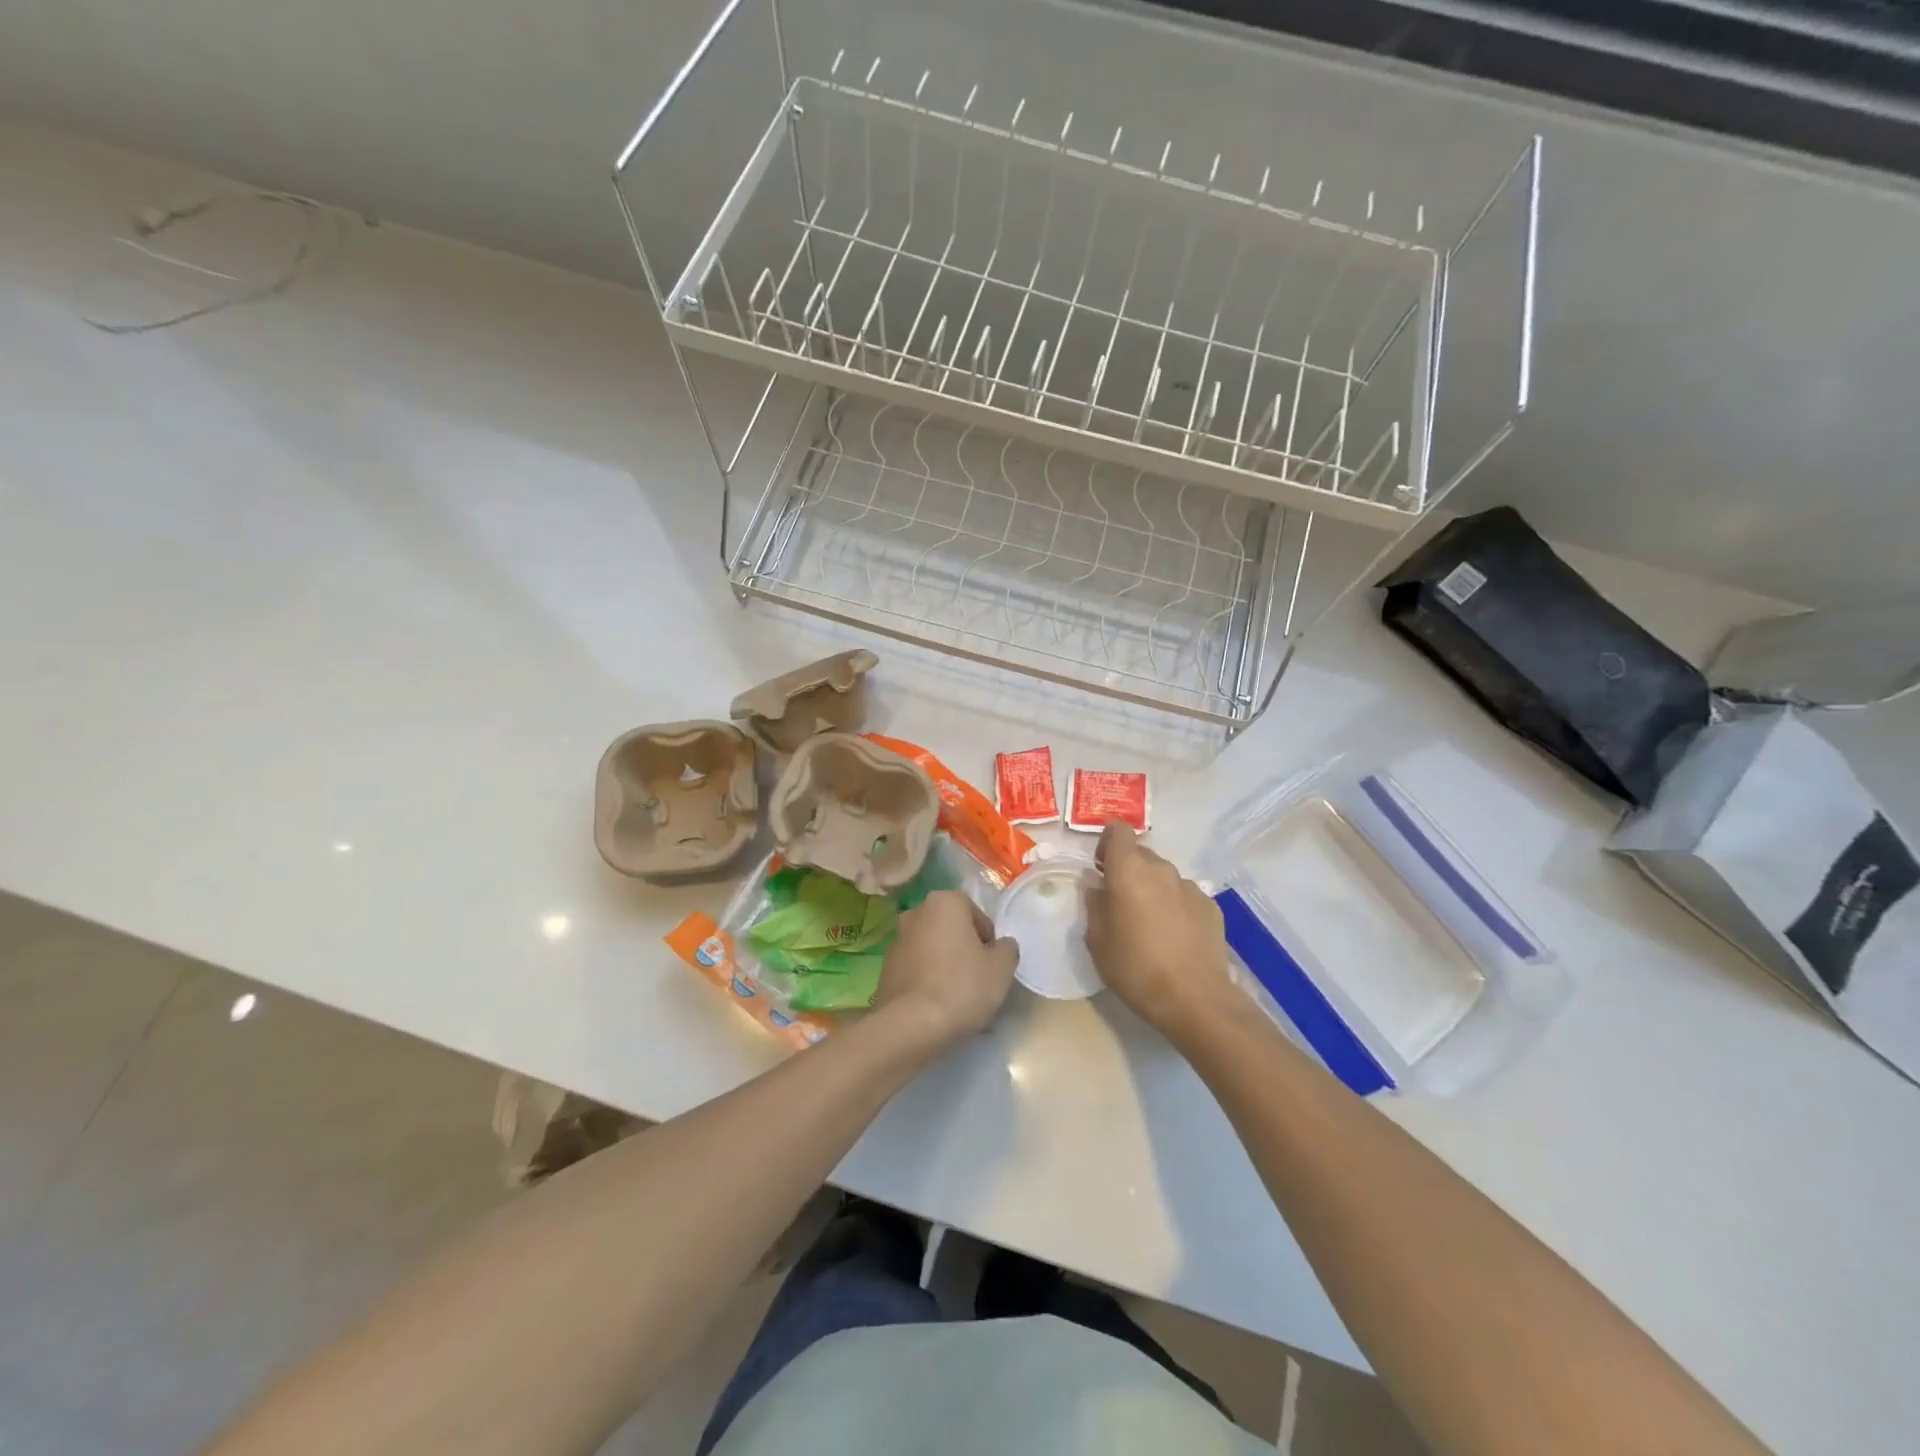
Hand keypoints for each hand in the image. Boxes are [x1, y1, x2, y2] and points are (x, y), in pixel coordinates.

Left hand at [874, 891, 1019, 1048]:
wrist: (911, 1025)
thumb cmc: (962, 986)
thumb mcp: (1002, 967)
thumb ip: (1007, 948)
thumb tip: (1001, 946)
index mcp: (944, 902)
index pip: (976, 915)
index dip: (989, 941)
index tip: (992, 965)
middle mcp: (916, 913)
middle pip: (952, 931)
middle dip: (965, 951)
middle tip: (979, 981)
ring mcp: (897, 940)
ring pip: (934, 950)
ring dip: (946, 967)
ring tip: (960, 1000)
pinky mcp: (886, 969)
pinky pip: (917, 970)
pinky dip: (929, 982)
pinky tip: (939, 1007)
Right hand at [1085, 823, 1236, 1046]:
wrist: (1194, 999)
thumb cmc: (1134, 967)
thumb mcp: (1097, 940)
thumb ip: (1094, 904)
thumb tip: (1096, 885)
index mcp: (1129, 870)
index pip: (1118, 831)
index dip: (1107, 844)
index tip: (1101, 870)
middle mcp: (1161, 869)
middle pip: (1140, 854)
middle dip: (1128, 871)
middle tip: (1121, 904)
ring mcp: (1189, 887)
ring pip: (1163, 877)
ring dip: (1152, 890)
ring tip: (1150, 926)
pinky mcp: (1210, 906)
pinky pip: (1184, 896)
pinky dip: (1175, 907)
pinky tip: (1174, 938)